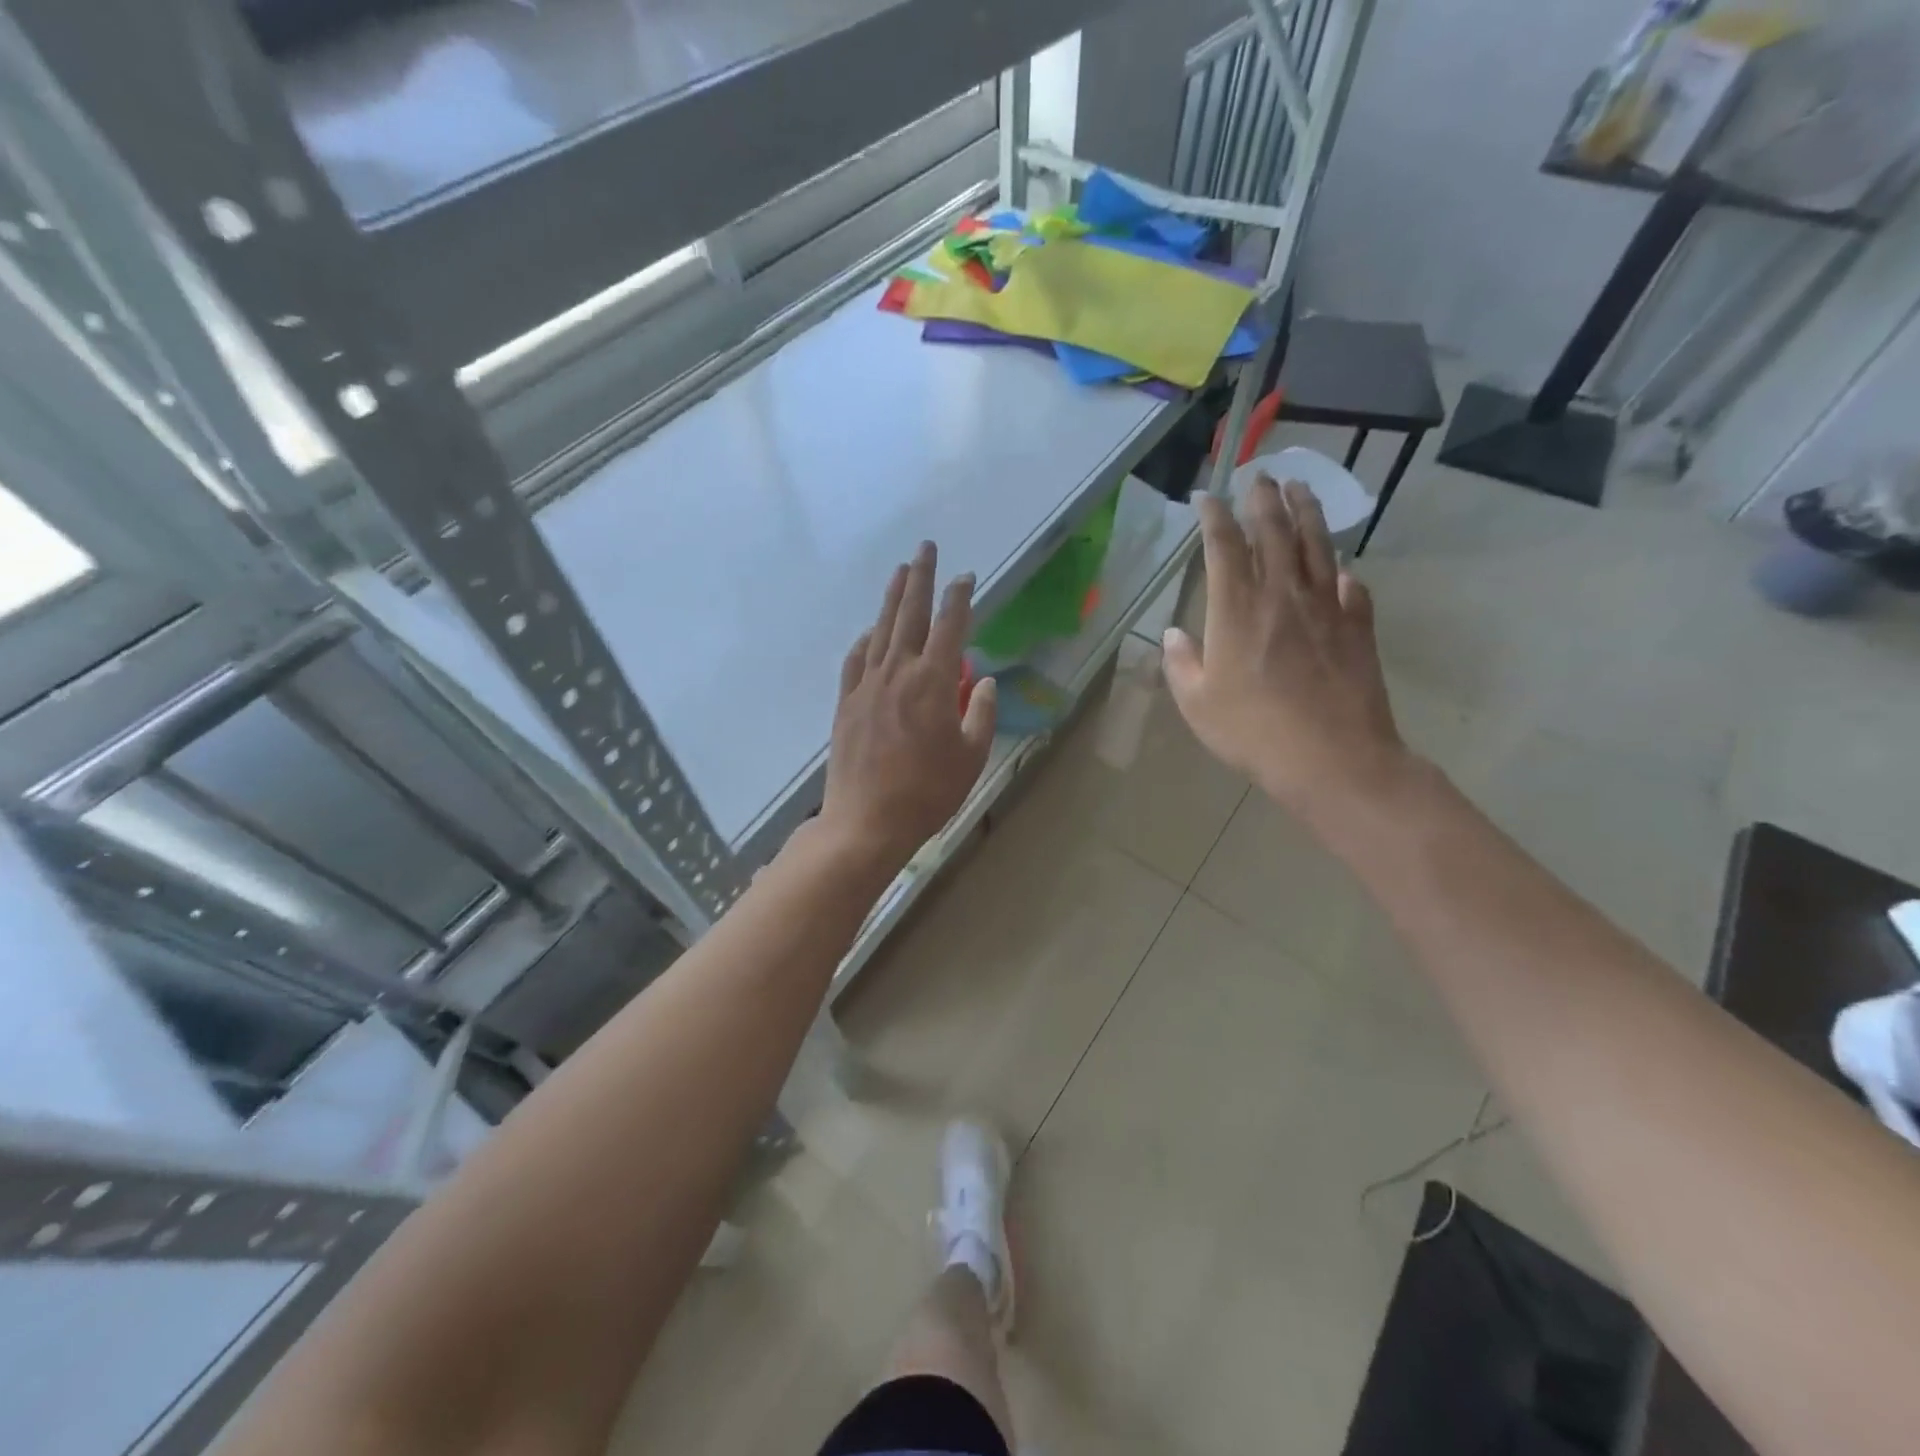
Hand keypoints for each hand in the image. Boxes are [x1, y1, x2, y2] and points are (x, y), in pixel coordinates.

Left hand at [816, 541, 997, 872]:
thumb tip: (981, 680)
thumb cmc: (927, 792)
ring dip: (891, 598)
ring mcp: (867, 685)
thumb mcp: (970, 756)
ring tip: (899, 572)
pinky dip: (864, 640)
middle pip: (910, 614)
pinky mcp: (847, 702)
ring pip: (880, 630)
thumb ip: (979, 713)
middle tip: (925, 547)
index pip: (950, 626)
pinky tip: (869, 632)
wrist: (867, 820)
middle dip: (920, 577)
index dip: (960, 597)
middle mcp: (898, 672)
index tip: (966, 576)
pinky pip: (855, 660)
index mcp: (933, 682)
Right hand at [1163, 476, 1409, 824]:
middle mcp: (1281, 595)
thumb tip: (1173, 635)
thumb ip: (1181, 663)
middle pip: (1273, 532)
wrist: (1331, 758)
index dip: (1214, 517)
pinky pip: (1348, 586)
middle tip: (1259, 475)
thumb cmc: (1252, 731)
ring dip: (1306, 512)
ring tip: (1299, 488)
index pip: (1223, 547)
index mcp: (1236, 610)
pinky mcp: (1356, 627)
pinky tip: (1338, 566)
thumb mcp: (1197, 703)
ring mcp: (1324, 607)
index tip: (1207, 496)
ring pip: (1315, 545)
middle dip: (1263, 500)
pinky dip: (1340, 570)